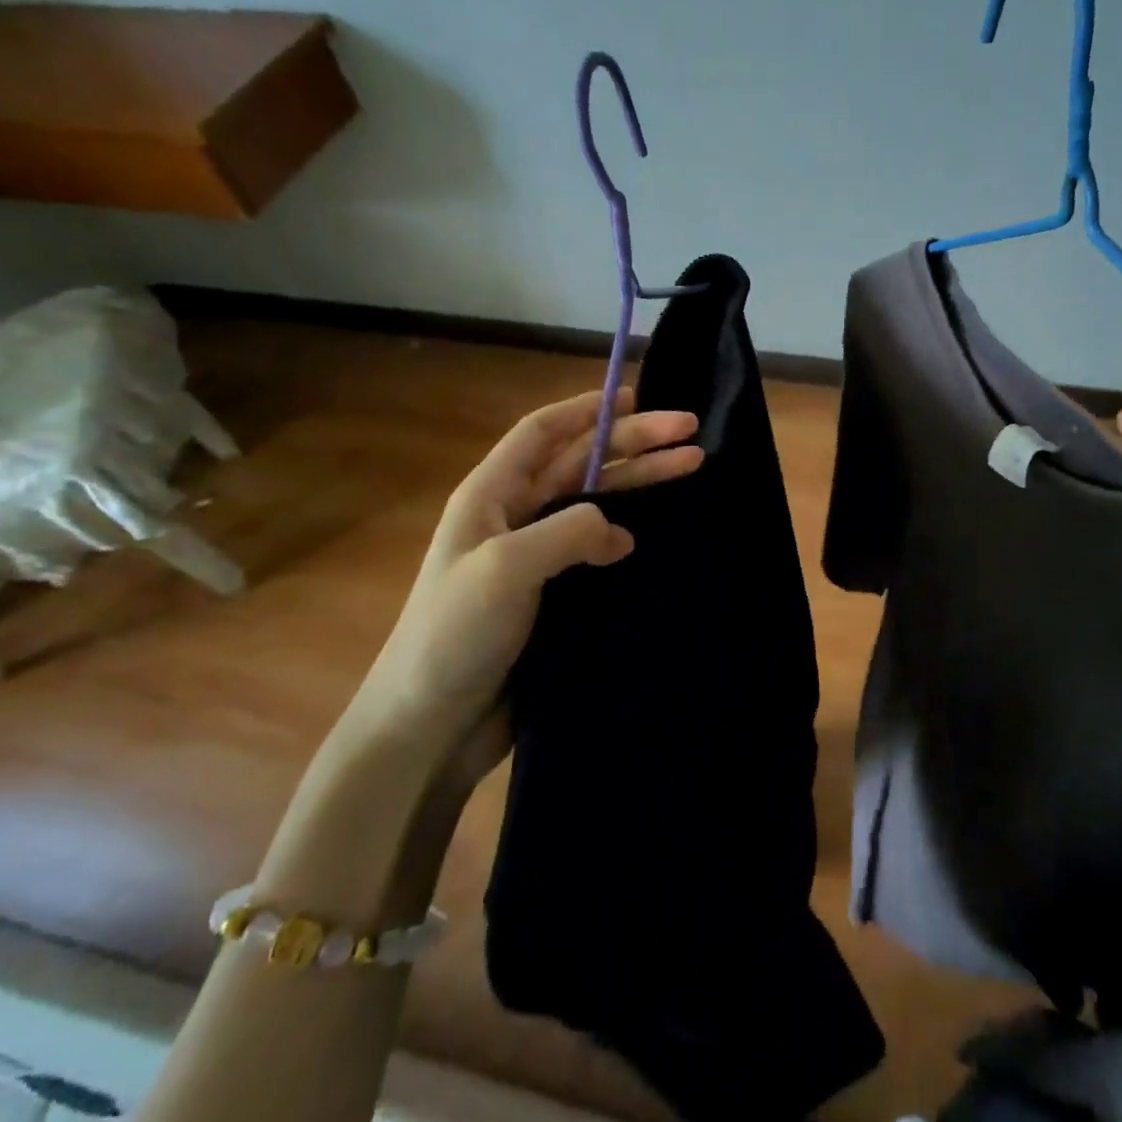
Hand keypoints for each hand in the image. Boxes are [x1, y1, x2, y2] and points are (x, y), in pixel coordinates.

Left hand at [351, 387, 703, 780]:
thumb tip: (619, 531)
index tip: (638, 396)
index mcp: (490, 495)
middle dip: (633, 441)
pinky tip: (656, 533)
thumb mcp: (505, 568)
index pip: (543, 432)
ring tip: (691, 465)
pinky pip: (596, 547)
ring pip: (595, 501)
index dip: (588, 408)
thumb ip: (567, 531)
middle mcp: (514, 516)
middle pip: (580, 462)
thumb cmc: (453, 636)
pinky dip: (627, 532)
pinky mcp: (553, 594)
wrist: (429, 725)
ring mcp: (534, 557)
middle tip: (689, 430)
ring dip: (639, 481)